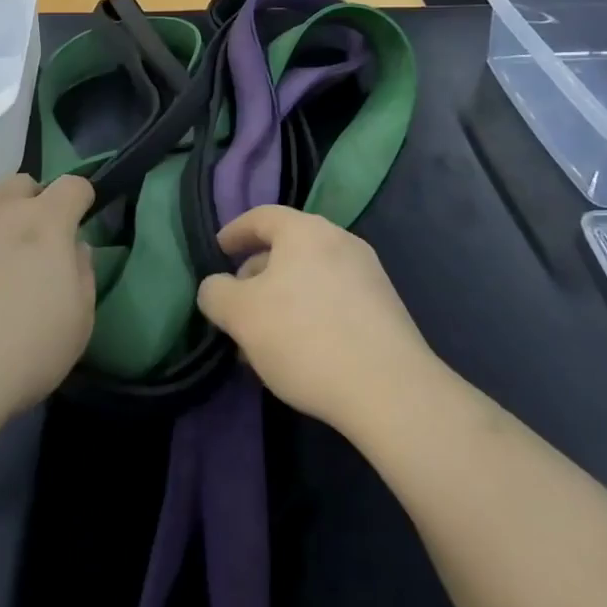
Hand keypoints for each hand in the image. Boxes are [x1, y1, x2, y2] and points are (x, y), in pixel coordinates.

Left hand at [0, 174, 95, 423]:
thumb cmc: (21, 352)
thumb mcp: (78, 322)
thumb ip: (82, 273)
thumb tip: (73, 249)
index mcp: (43, 221)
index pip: (72, 185)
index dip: (81, 202)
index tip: (79, 227)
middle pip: (24, 185)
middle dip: (36, 204)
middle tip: (37, 248)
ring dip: (0, 224)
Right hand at [198, 207, 430, 432]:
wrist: (389, 390)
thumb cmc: (305, 338)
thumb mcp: (241, 315)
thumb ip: (216, 293)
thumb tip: (217, 288)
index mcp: (305, 231)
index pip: (262, 217)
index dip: (235, 231)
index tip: (218, 251)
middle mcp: (340, 241)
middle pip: (287, 248)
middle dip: (257, 275)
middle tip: (237, 308)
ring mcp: (368, 274)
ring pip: (310, 277)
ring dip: (282, 300)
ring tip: (264, 339)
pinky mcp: (385, 308)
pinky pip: (334, 299)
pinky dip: (310, 314)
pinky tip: (300, 352)